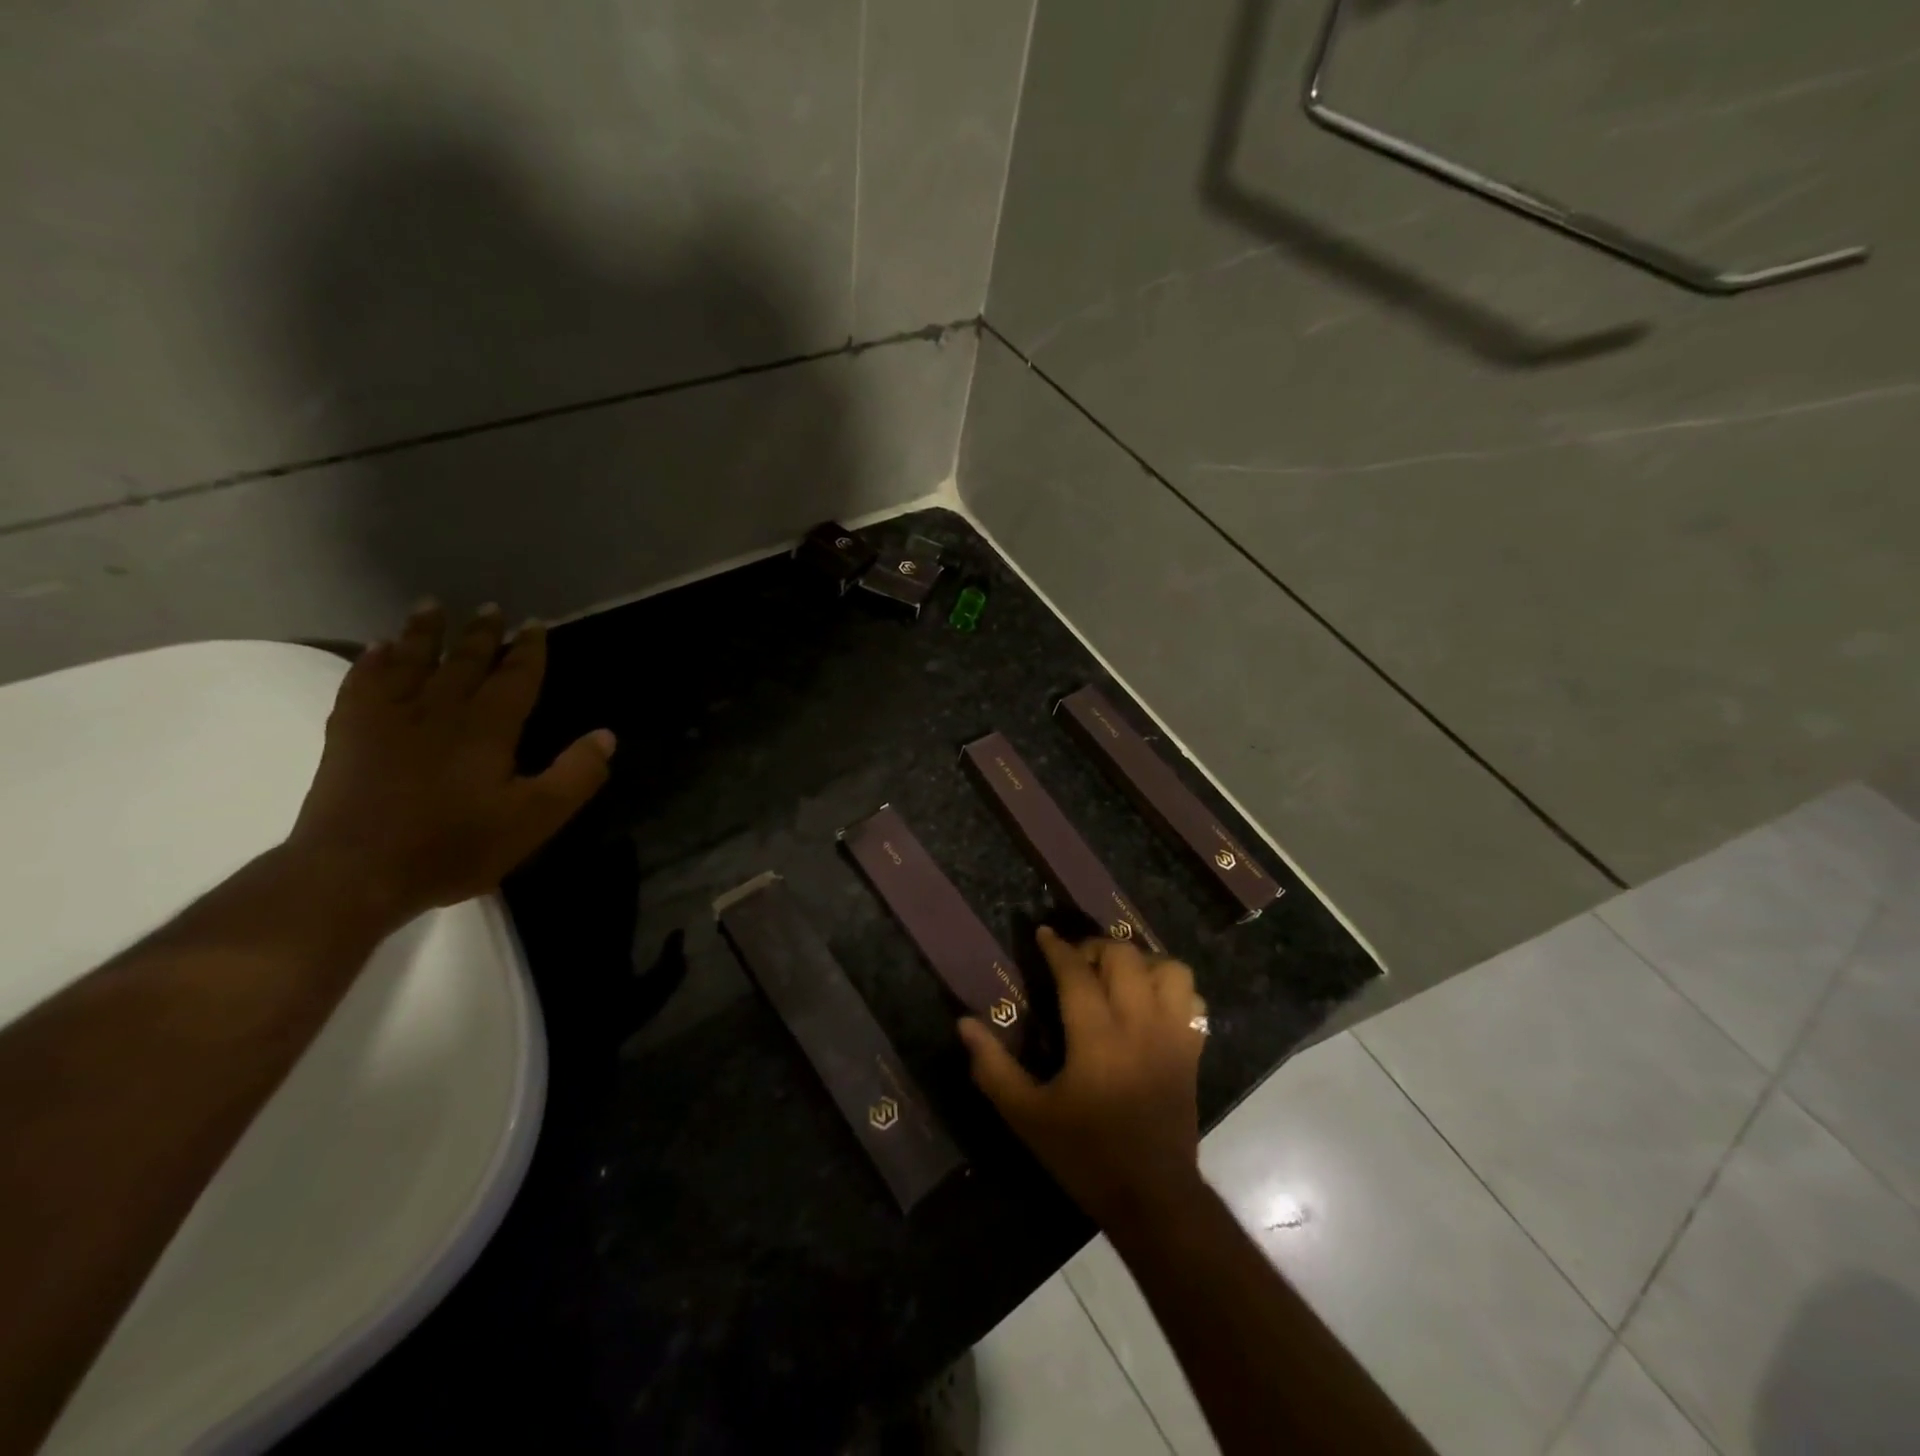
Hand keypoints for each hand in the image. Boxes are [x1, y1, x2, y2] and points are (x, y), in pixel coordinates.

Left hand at [287, 601, 614, 931]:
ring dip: (424, 633)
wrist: (356, 874)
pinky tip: (378, 649)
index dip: (529, 650)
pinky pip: (363, 683)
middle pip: (464, 661)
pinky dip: (373, 662)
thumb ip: (575, 775)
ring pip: (412, 662)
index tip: (536, 624)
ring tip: (431, 606)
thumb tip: (607, 736)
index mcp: (488, 728)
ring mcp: (389, 718)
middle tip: (491, 608)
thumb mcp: (535, 819)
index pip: (515, 677)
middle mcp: (440, 710)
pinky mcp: (349, 734)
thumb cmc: (455, 846)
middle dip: (482, 634)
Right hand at [959, 926, 1206, 1228]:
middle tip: (1076, 962)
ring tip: (1117, 976)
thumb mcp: (1027, 1116)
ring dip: (1140, 962)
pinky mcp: (1192, 1050)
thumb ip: (993, 1067)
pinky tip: (1150, 1001)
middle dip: (1096, 948)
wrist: (1152, 1197)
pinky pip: (1192, 998)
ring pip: (1168, 968)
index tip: (1043, 934)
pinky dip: (1172, 987)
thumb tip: (964, 1023)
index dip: (1057, 948)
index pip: (1077, 973)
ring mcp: (1172, 1035)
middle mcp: (1139, 1024)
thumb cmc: (1084, 1154)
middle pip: (1124, 957)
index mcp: (1097, 1038)